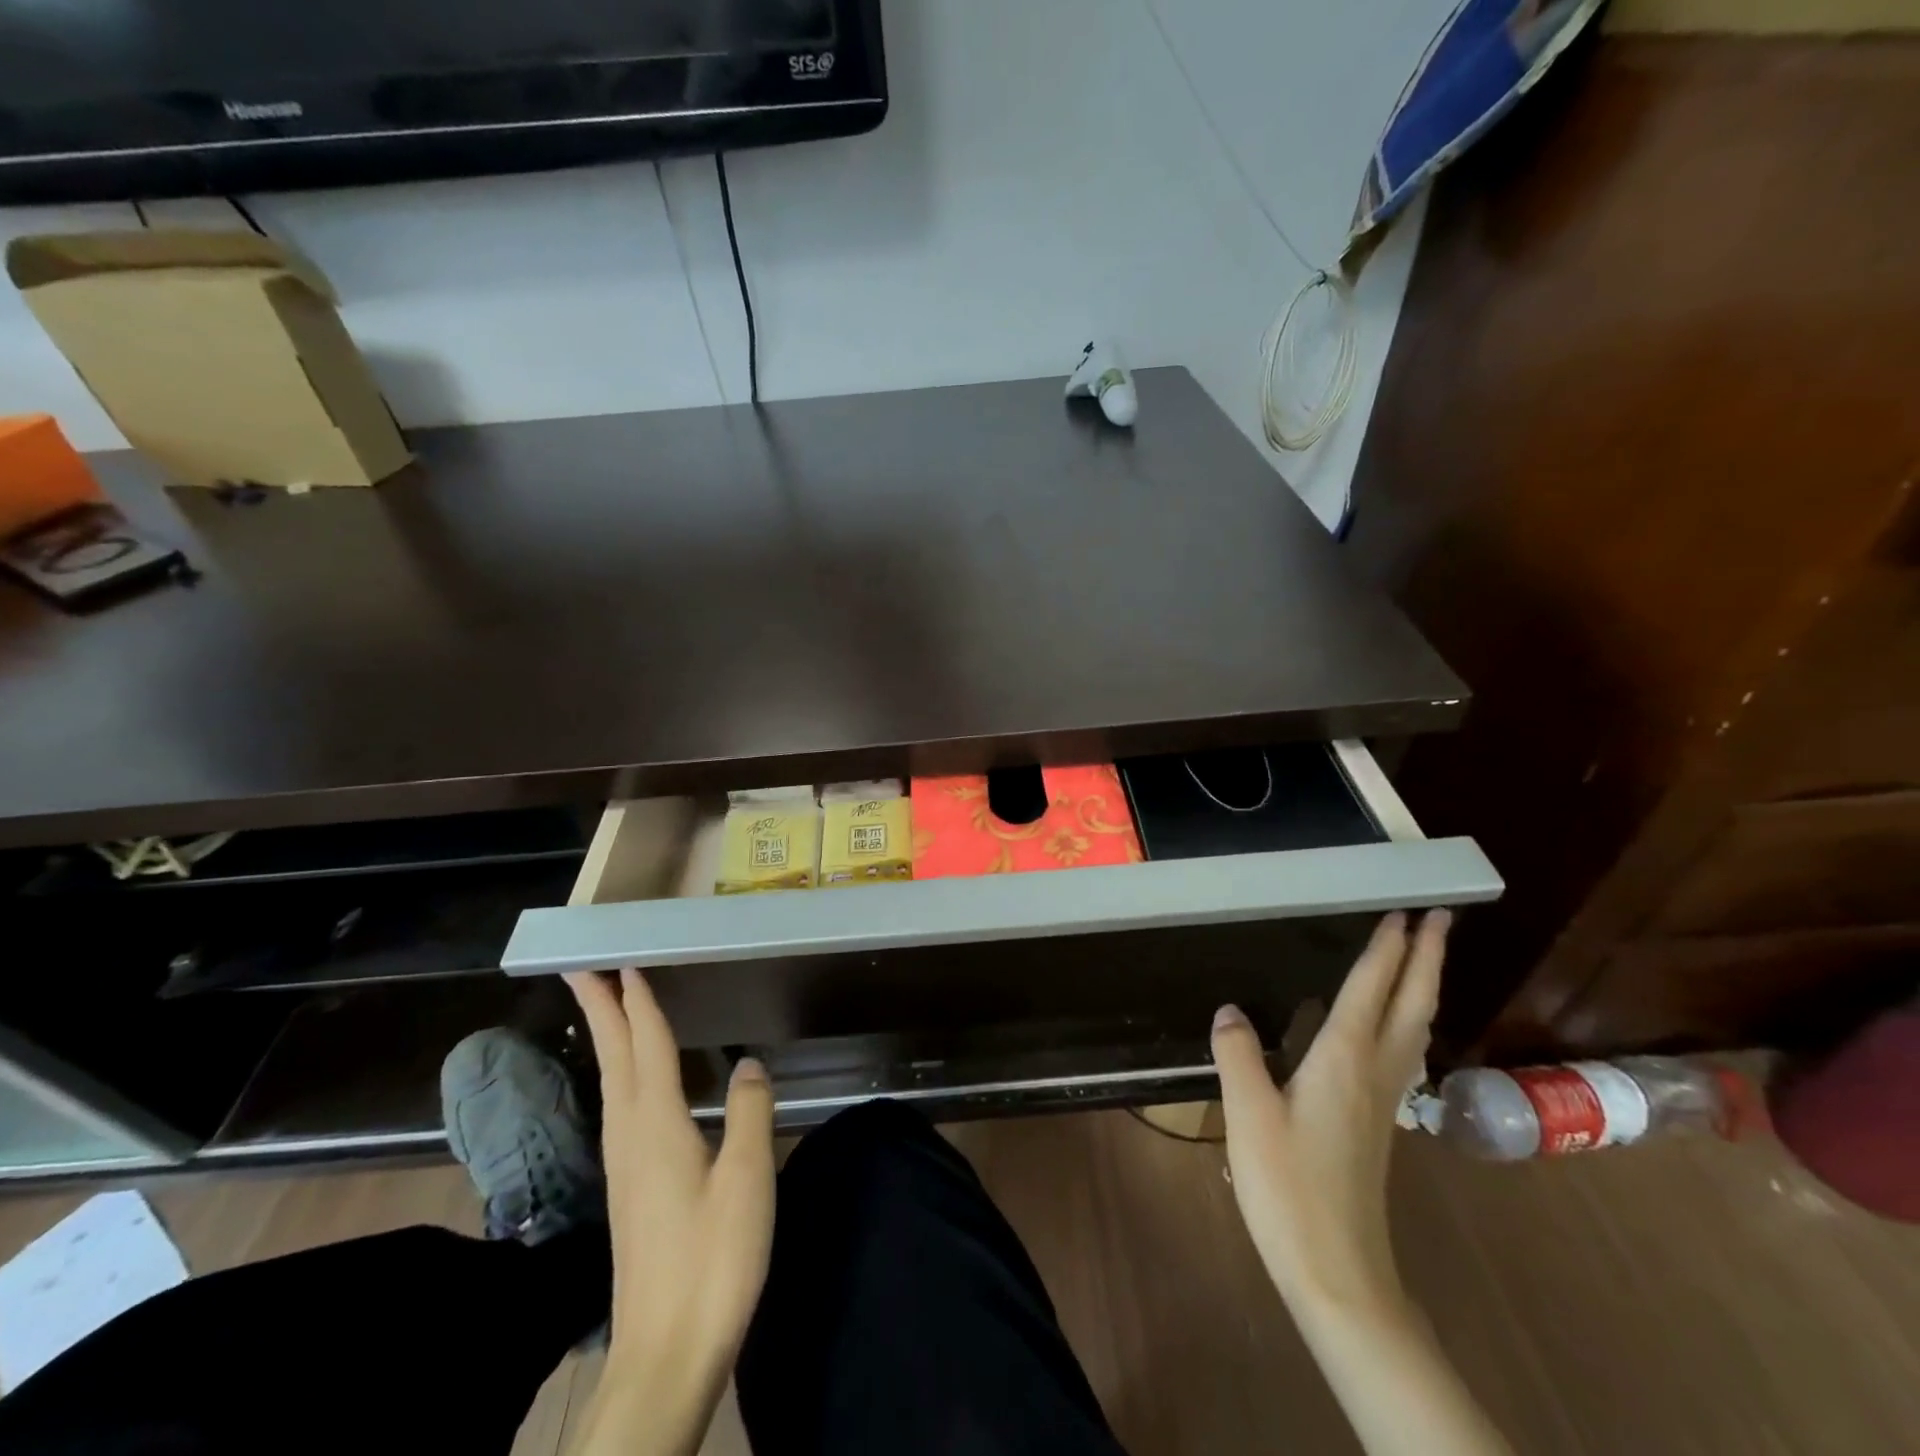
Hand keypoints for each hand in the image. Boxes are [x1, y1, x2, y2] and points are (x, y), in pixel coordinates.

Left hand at [565, 969, 774, 1455]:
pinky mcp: (629, 1191)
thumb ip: (751, 1112)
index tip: (623, 962)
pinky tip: (631, 1084)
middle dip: (601, 1010)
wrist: (666, 1355)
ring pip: (612, 1084)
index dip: (638, 1003)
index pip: (646, 1047)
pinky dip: (621, 1074)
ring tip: (607, 1009)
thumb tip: (748, 1063)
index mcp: (657, 1126)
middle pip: (615, 1059)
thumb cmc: (712, 1261)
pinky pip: (620, 1109)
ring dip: (608, 1039)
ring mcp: (624, 1166)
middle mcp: (631, 1137)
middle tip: (584, 969)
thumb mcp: (747, 1180)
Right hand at [1211, 909, 1447, 1318]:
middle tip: (1441, 919)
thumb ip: (1237, 1053)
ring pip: (1414, 1028)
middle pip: (1412, 1003)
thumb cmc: (1289, 1185)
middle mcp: (1374, 1070)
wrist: (1337, 1269)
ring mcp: (1382, 1099)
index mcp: (1345, 1058)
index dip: (1389, 948)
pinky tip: (1389, 1028)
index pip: (1372, 988)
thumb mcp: (1248, 1113)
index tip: (1406, 910)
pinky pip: (1401, 1051)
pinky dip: (1405, 1020)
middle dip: (1428, 958)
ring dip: (1422, 987)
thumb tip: (1230, 1009)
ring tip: (1422, 959)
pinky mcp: (1377, 1122)